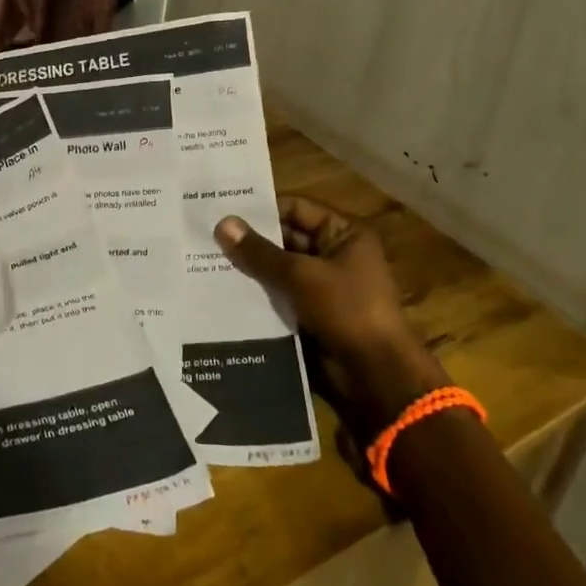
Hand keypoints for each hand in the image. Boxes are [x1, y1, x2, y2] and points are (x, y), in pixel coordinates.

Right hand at [215, 197, 446, 421]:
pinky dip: (260, 293)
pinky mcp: (314, 313)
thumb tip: (222, 224)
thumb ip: (260, 252)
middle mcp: (336, 254)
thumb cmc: (347, 311)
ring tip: (208, 262)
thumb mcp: (301, 276)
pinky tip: (226, 292)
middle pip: (287, 238)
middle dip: (252, 241)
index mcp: (345, 234)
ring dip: (252, 269)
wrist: (377, 377)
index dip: (262, 209)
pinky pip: (282, 295)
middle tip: (208, 236)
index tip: (223, 209)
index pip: (297, 208)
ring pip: (281, 269)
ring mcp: (325, 286)